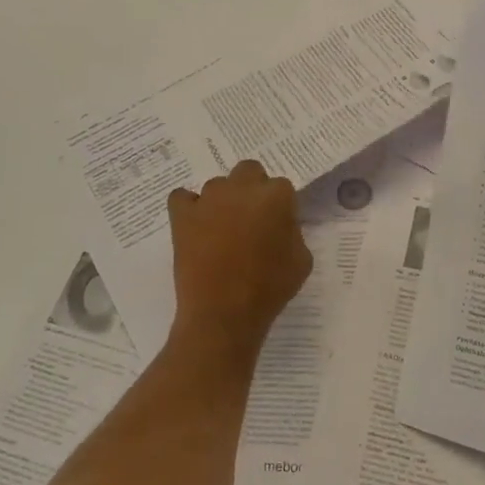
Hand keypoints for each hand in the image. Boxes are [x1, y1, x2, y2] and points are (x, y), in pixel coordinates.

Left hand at [167, 161, 312, 351]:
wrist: (223, 313)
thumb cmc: (269, 288)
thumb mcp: (301, 260)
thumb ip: (293, 231)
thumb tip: (280, 224)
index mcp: (275, 196)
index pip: (281, 187)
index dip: (279, 206)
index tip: (277, 225)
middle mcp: (241, 187)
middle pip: (249, 171)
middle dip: (251, 189)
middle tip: (251, 219)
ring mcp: (208, 198)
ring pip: (217, 185)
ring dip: (222, 201)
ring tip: (221, 229)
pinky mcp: (182, 214)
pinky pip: (182, 198)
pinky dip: (188, 207)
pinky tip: (195, 226)